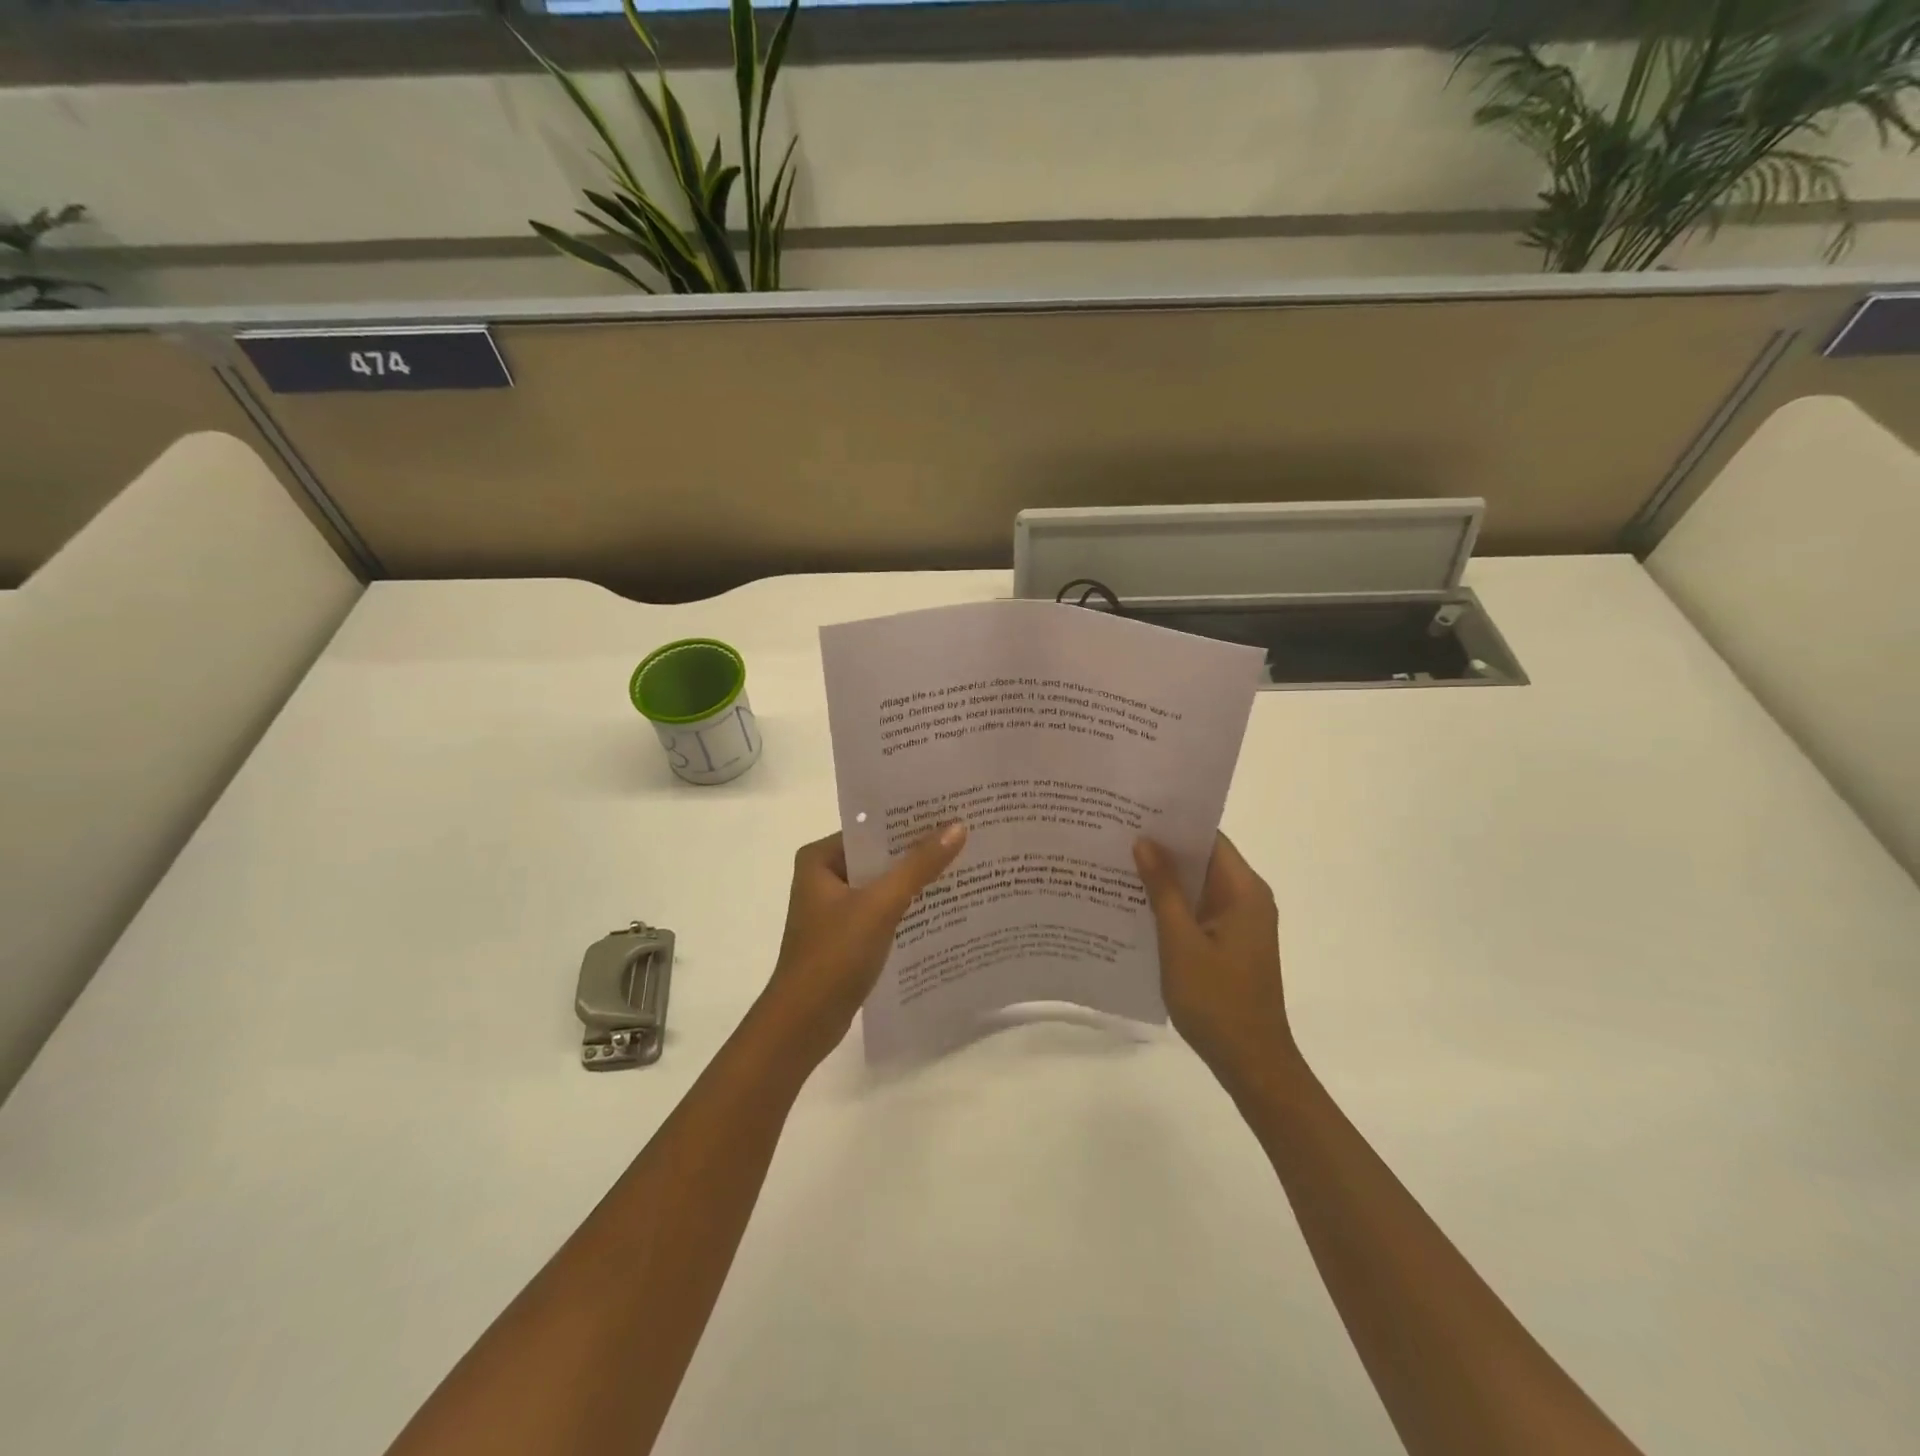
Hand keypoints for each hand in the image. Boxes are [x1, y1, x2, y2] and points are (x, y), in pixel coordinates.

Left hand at [759, 824, 967, 1066]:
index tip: (952, 810)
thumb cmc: (834, 955)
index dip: (911, 820)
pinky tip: (943, 905)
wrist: (803, 1024)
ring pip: (884, 884)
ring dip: (916, 880)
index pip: (872, 828)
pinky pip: (883, 910)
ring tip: (965, 864)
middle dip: (918, 850)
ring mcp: (835, 908)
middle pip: (880, 855)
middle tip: (967, 834)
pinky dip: (908, 907)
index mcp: (820, 858)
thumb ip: (919, 866)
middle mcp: (824, 876)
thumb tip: (957, 826)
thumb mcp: (880, 905)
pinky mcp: (847, 935)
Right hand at [1133, 833, 1295, 1092]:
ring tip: (1116, 861)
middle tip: (1115, 833)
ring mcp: (1239, 922)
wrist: (1251, 1063)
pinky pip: (1198, 910)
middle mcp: (1247, 898)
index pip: (1209, 838)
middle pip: (1203, 859)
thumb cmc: (1217, 1000)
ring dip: (1164, 877)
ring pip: (1198, 885)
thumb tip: (1144, 841)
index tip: (1133, 811)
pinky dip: (1171, 903)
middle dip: (1162, 847)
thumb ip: (1164, 890)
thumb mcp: (1181, 942)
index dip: (1173, 822)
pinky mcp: (1229, 943)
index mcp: (1244, 890)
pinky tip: (1135, 903)